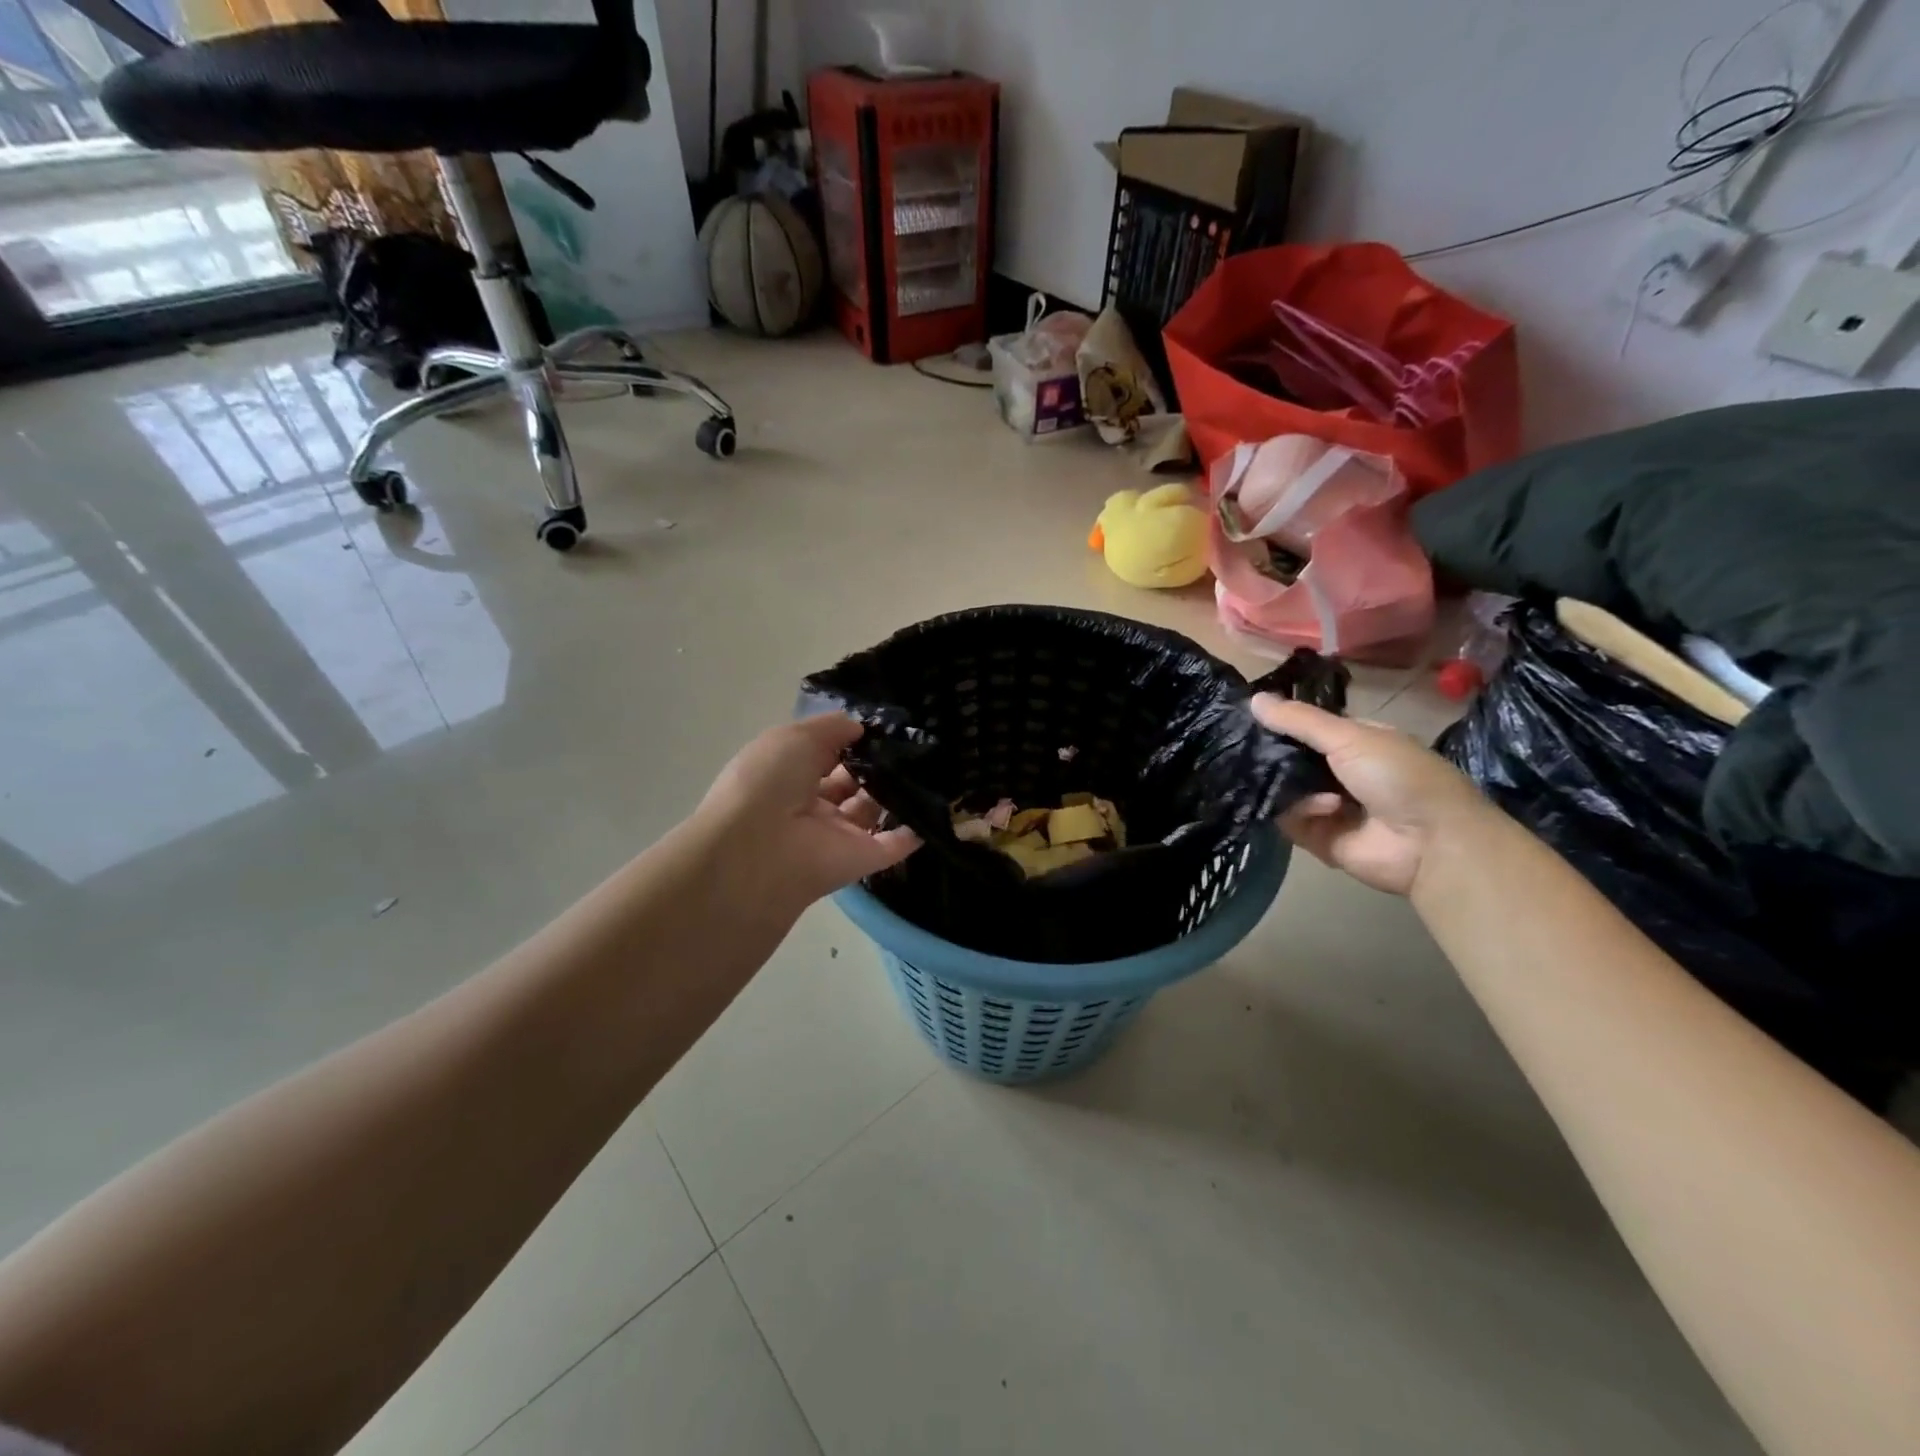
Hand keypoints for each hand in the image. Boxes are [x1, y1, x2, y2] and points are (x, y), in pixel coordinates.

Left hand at [694, 714, 920, 914]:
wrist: (760, 849)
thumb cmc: (769, 781)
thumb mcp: (795, 737)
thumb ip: (832, 728)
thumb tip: (861, 728)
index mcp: (788, 775)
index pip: (825, 756)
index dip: (850, 741)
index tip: (884, 726)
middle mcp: (812, 806)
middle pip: (852, 783)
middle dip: (877, 765)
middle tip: (914, 743)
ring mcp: (839, 835)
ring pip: (873, 811)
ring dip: (898, 792)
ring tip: (932, 766)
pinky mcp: (862, 860)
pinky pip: (892, 845)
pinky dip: (915, 831)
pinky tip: (940, 807)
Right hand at [1254, 695, 1490, 896]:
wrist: (1431, 843)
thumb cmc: (1399, 776)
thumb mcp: (1350, 737)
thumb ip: (1300, 720)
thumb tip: (1253, 698)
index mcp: (1354, 742)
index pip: (1305, 728)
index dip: (1279, 722)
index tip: (1246, 715)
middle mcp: (1338, 772)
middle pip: (1288, 759)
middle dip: (1270, 754)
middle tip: (1243, 747)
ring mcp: (1326, 806)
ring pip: (1282, 788)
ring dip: (1285, 783)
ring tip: (1288, 779)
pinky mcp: (1317, 837)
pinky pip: (1288, 819)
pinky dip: (1299, 811)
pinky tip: (1324, 808)